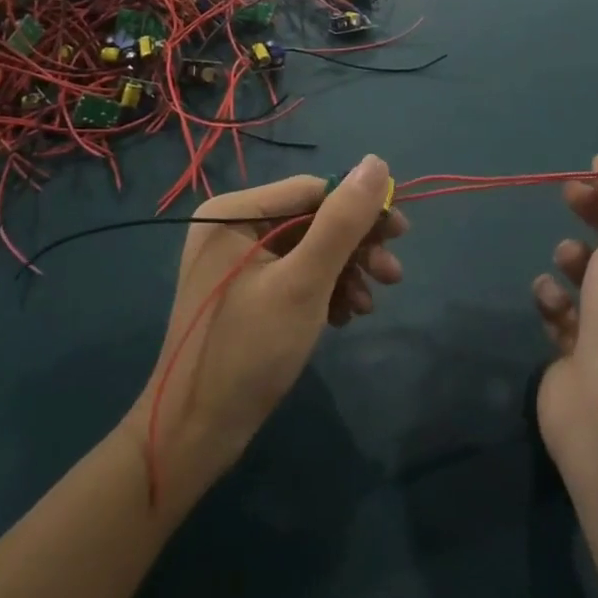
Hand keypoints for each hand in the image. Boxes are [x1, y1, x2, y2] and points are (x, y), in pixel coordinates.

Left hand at [125, 156, 407, 496]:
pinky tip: (344, 318)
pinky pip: (293, 276)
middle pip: (310, 220)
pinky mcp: (243, 293)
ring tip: (369, 306)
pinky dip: (323, 292)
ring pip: (307, 250)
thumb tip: (376, 162)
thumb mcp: (304, 283)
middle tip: (393, 275)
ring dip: (344, 274)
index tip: (401, 233)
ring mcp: (235, 262)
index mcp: (232, 212)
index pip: (311, 190)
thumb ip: (342, 222)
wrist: (195, 436)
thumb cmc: (249, 350)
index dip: (359, 208)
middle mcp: (231, 227)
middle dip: (354, 248)